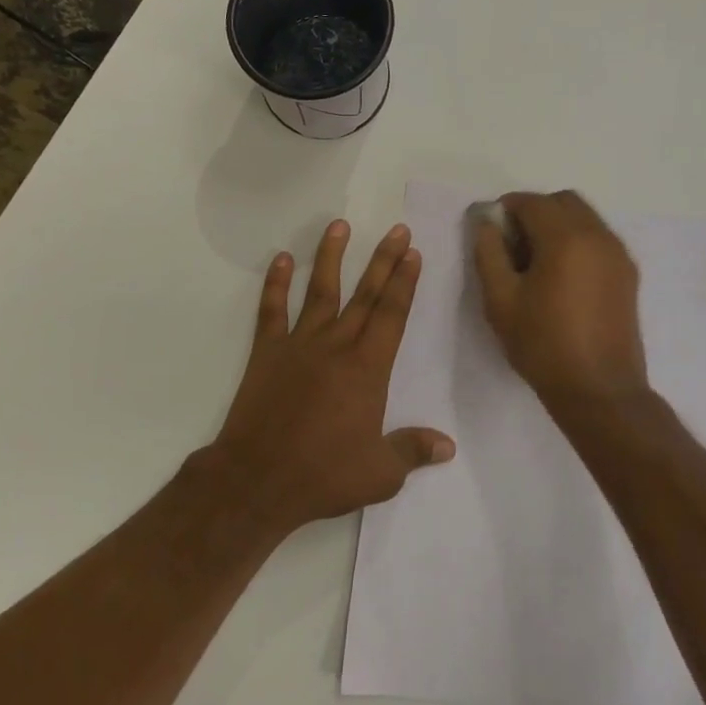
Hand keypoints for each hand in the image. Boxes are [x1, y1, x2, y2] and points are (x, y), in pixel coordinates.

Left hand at [204, 220, 454, 533]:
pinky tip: (282, 258)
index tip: (414, 253)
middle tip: (397, 230)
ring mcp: (299, 344)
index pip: (392, 315)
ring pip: (321, 291)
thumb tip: (448, 445)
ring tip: (340, 225)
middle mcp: (336, 346)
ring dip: (331, 257)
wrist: (258, 480)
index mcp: (367, 369)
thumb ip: (413, 450)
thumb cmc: (323, 475)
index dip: (405, 283)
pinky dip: (276, 283)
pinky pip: (272, 310)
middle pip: (365, 295)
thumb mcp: (380, 473)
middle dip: (384, 260)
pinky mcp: (267, 352)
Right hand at [472, 191, 649, 412]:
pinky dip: (577, 242)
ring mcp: (618, 254)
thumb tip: (486, 221)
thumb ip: (489, 252)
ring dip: (557, 226)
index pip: (531, 202)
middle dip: (534, 212)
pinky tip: (561, 278)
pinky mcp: (628, 273)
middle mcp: (598, 236)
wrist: (599, 390)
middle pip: (563, 201)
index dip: (505, 210)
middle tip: (513, 246)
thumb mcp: (500, 300)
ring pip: (584, 218)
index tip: (491, 233)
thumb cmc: (543, 345)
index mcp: (566, 238)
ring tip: (537, 264)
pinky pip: (598, 239)